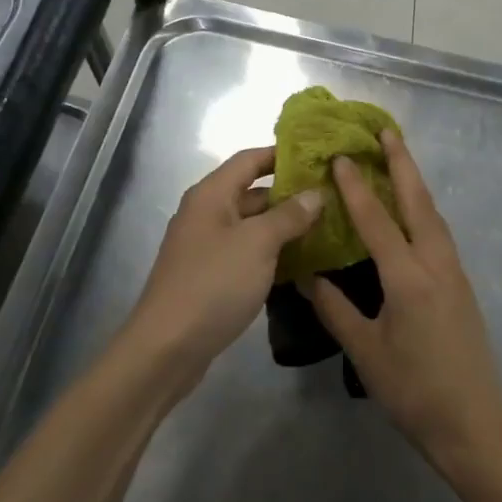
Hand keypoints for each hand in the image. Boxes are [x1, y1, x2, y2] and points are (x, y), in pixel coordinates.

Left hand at [118, 147, 322, 390]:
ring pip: (252, 225)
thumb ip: (289, 215)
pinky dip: (272, 252)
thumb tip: (315, 193)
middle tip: (332, 196)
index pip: (250, 159)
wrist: (168, 347)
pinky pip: (247, 252)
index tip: (319, 156)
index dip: (283, 154)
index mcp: (211, 195)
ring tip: (327, 226)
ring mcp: (207, 246)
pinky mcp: (211, 276)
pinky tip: (302, 261)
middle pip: (252, 192)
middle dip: (291, 193)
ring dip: (285, 225)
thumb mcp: (258, 243)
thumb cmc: (214, 284)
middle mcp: (207, 213)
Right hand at [306, 131, 501, 460]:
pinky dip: (422, 209)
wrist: (473, 420)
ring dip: (415, 183)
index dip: (357, 188)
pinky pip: (439, 233)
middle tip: (386, 131)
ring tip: (398, 159)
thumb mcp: (365, 351)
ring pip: (433, 215)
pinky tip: (411, 211)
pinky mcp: (460, 284)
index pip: (378, 221)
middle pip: (419, 202)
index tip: (341, 156)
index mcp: (408, 278)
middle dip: (403, 163)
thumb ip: (335, 308)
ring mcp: (454, 272)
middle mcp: (436, 264)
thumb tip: (306, 275)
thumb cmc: (414, 389)